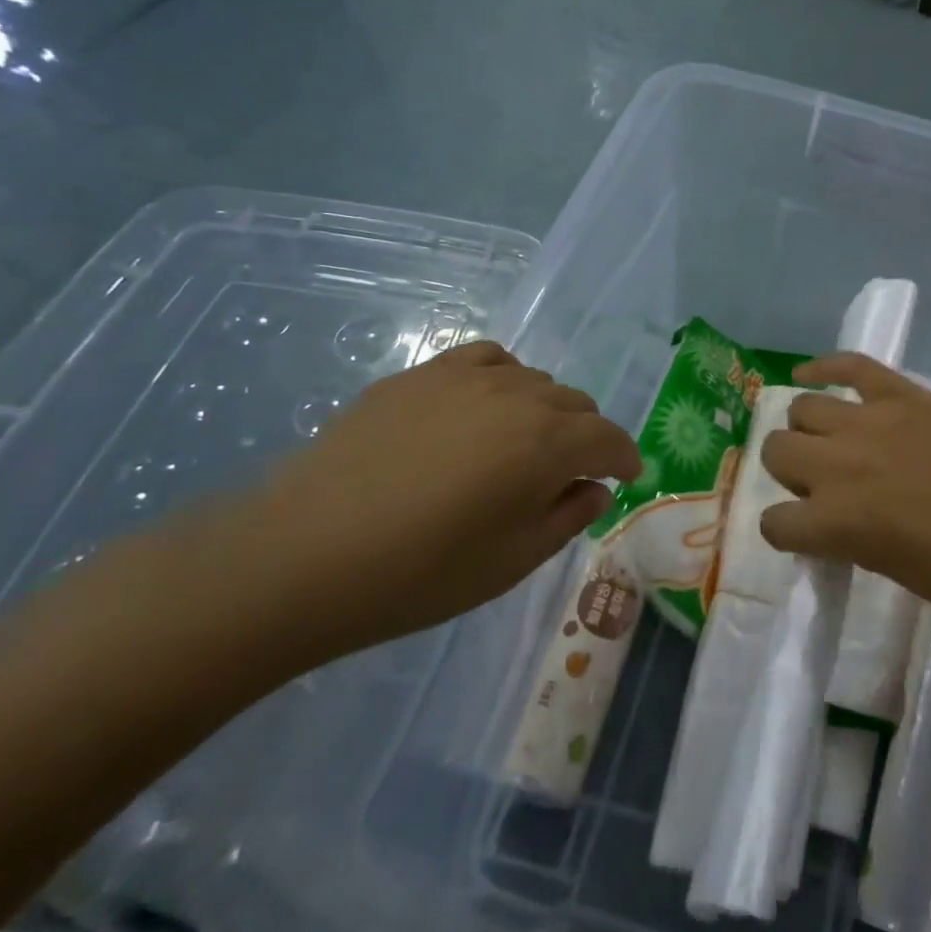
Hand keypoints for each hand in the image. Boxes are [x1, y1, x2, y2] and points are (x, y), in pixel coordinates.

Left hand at [219, 341, 640, 660]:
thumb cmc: (421, 573)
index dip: (626, 458)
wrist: (303, 556)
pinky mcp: (420, 375)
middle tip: (570, 475)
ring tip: (523, 444)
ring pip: (534, 381)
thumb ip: (567, 517)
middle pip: (576, 405)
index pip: (608, 439)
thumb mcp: (512, 561)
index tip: (627, 477)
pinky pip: (485, 359)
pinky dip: (503, 378)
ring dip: (546, 411)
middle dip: (586, 437)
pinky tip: (485, 405)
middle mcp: (517, 396)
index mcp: (548, 444)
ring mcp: (464, 378)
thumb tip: (594, 489)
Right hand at [758, 354, 930, 627]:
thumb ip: (848, 538)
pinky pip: (851, 365)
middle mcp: (842, 466)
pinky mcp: (904, 395)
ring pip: (804, 408)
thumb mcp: (892, 570)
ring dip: (808, 429)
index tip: (804, 531)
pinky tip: (810, 374)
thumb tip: (830, 519)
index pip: (774, 523)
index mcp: (838, 522)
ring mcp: (872, 422)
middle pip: (777, 451)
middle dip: (790, 471)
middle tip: (822, 482)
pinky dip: (824, 366)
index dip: (786, 530)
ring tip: (833, 439)